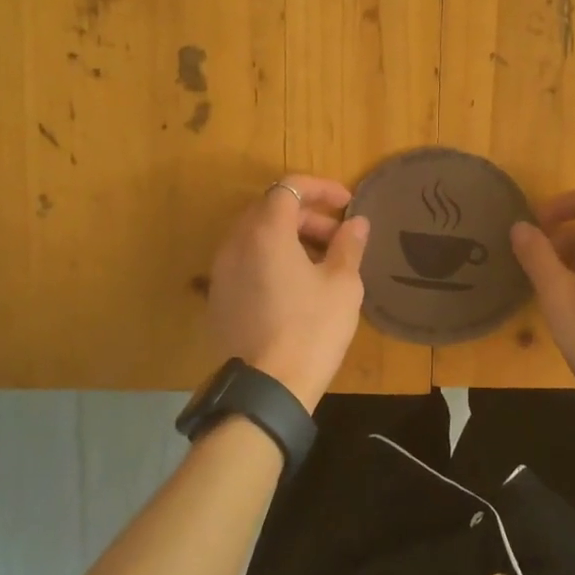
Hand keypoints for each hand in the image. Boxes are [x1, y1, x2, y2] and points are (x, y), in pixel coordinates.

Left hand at [208, 175, 369, 411]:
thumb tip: (356, 223)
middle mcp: (236, 243)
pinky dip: (270, 258)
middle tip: (338, 237)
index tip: (347, 204)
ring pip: (255, 235)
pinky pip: (245, 261)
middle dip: (307, 215)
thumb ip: (348, 245)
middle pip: (270, 210)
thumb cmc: (312, 329)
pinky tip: (295, 286)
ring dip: (289, 237)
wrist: (269, 387)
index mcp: (266, 232)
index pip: (289, 187)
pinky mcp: (218, 296)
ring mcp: (221, 271)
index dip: (320, 188)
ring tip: (321, 262)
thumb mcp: (342, 285)